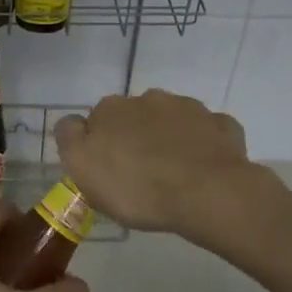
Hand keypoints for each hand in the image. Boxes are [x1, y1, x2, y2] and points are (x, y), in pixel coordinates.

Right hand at [53, 90, 256, 238]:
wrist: (205, 192)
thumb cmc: (135, 187)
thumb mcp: (82, 168)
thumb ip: (70, 138)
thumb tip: (73, 123)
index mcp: (112, 109)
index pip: (96, 120)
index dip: (99, 145)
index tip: (106, 171)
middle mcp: (149, 99)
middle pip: (135, 117)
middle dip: (135, 137)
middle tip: (140, 173)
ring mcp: (189, 108)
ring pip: (172, 121)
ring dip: (169, 138)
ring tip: (173, 173)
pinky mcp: (221, 125)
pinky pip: (207, 132)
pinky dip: (202, 145)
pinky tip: (203, 168)